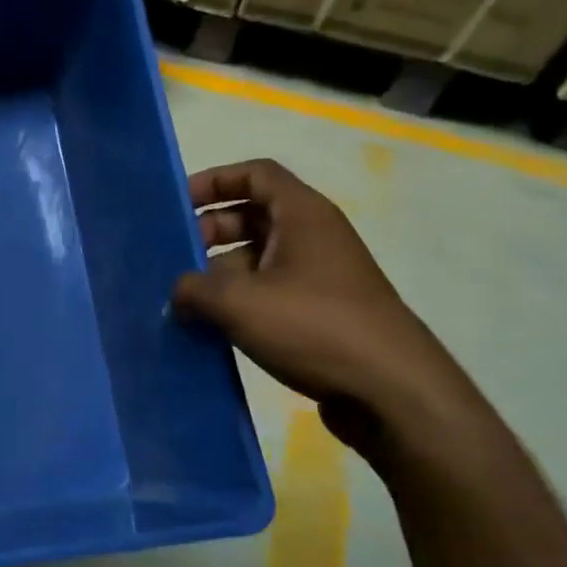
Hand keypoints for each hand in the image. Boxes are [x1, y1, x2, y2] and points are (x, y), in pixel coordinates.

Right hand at [172, 159, 473, 449]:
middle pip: (252, 215)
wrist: (393, 393)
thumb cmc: (314, 327)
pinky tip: (211, 327)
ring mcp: (320, 277)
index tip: (177, 206)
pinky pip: (269, 292)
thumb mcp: (238, 301)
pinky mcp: (321, 313)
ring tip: (183, 299)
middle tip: (174, 258)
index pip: (255, 174)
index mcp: (303, 215)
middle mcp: (314, 237)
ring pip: (257, 257)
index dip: (213, 181)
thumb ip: (193, 288)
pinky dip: (239, 301)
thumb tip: (177, 292)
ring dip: (219, 272)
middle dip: (208, 231)